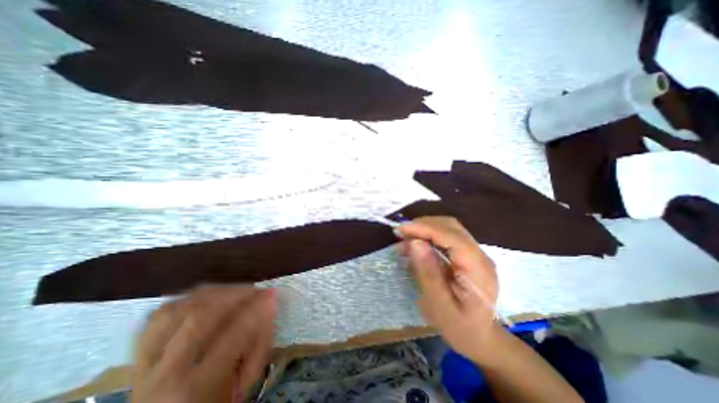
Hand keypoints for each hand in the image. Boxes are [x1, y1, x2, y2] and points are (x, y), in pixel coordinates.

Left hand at [131, 286, 275, 402]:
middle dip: (234, 294)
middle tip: (254, 290)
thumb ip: (259, 341)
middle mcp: (164, 374)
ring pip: (177, 309)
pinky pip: (160, 314)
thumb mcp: (243, 380)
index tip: (271, 293)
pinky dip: (185, 299)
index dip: (255, 309)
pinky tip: (205, 298)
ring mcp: (144, 363)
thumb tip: (269, 304)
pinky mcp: (138, 354)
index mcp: (194, 389)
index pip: (232, 336)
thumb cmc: (215, 402)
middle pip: (200, 317)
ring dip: (211, 294)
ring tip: (233, 292)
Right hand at [398, 218, 501, 360]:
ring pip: (448, 228)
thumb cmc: (459, 327)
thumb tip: (415, 242)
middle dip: (424, 225)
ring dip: (425, 228)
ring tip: (405, 238)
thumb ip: (428, 273)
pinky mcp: (467, 254)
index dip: (426, 229)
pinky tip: (415, 243)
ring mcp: (475, 253)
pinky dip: (428, 235)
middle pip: (451, 227)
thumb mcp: (439, 306)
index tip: (402, 229)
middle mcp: (480, 255)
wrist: (480, 338)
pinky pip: (446, 236)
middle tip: (401, 233)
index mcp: (478, 269)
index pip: (453, 237)